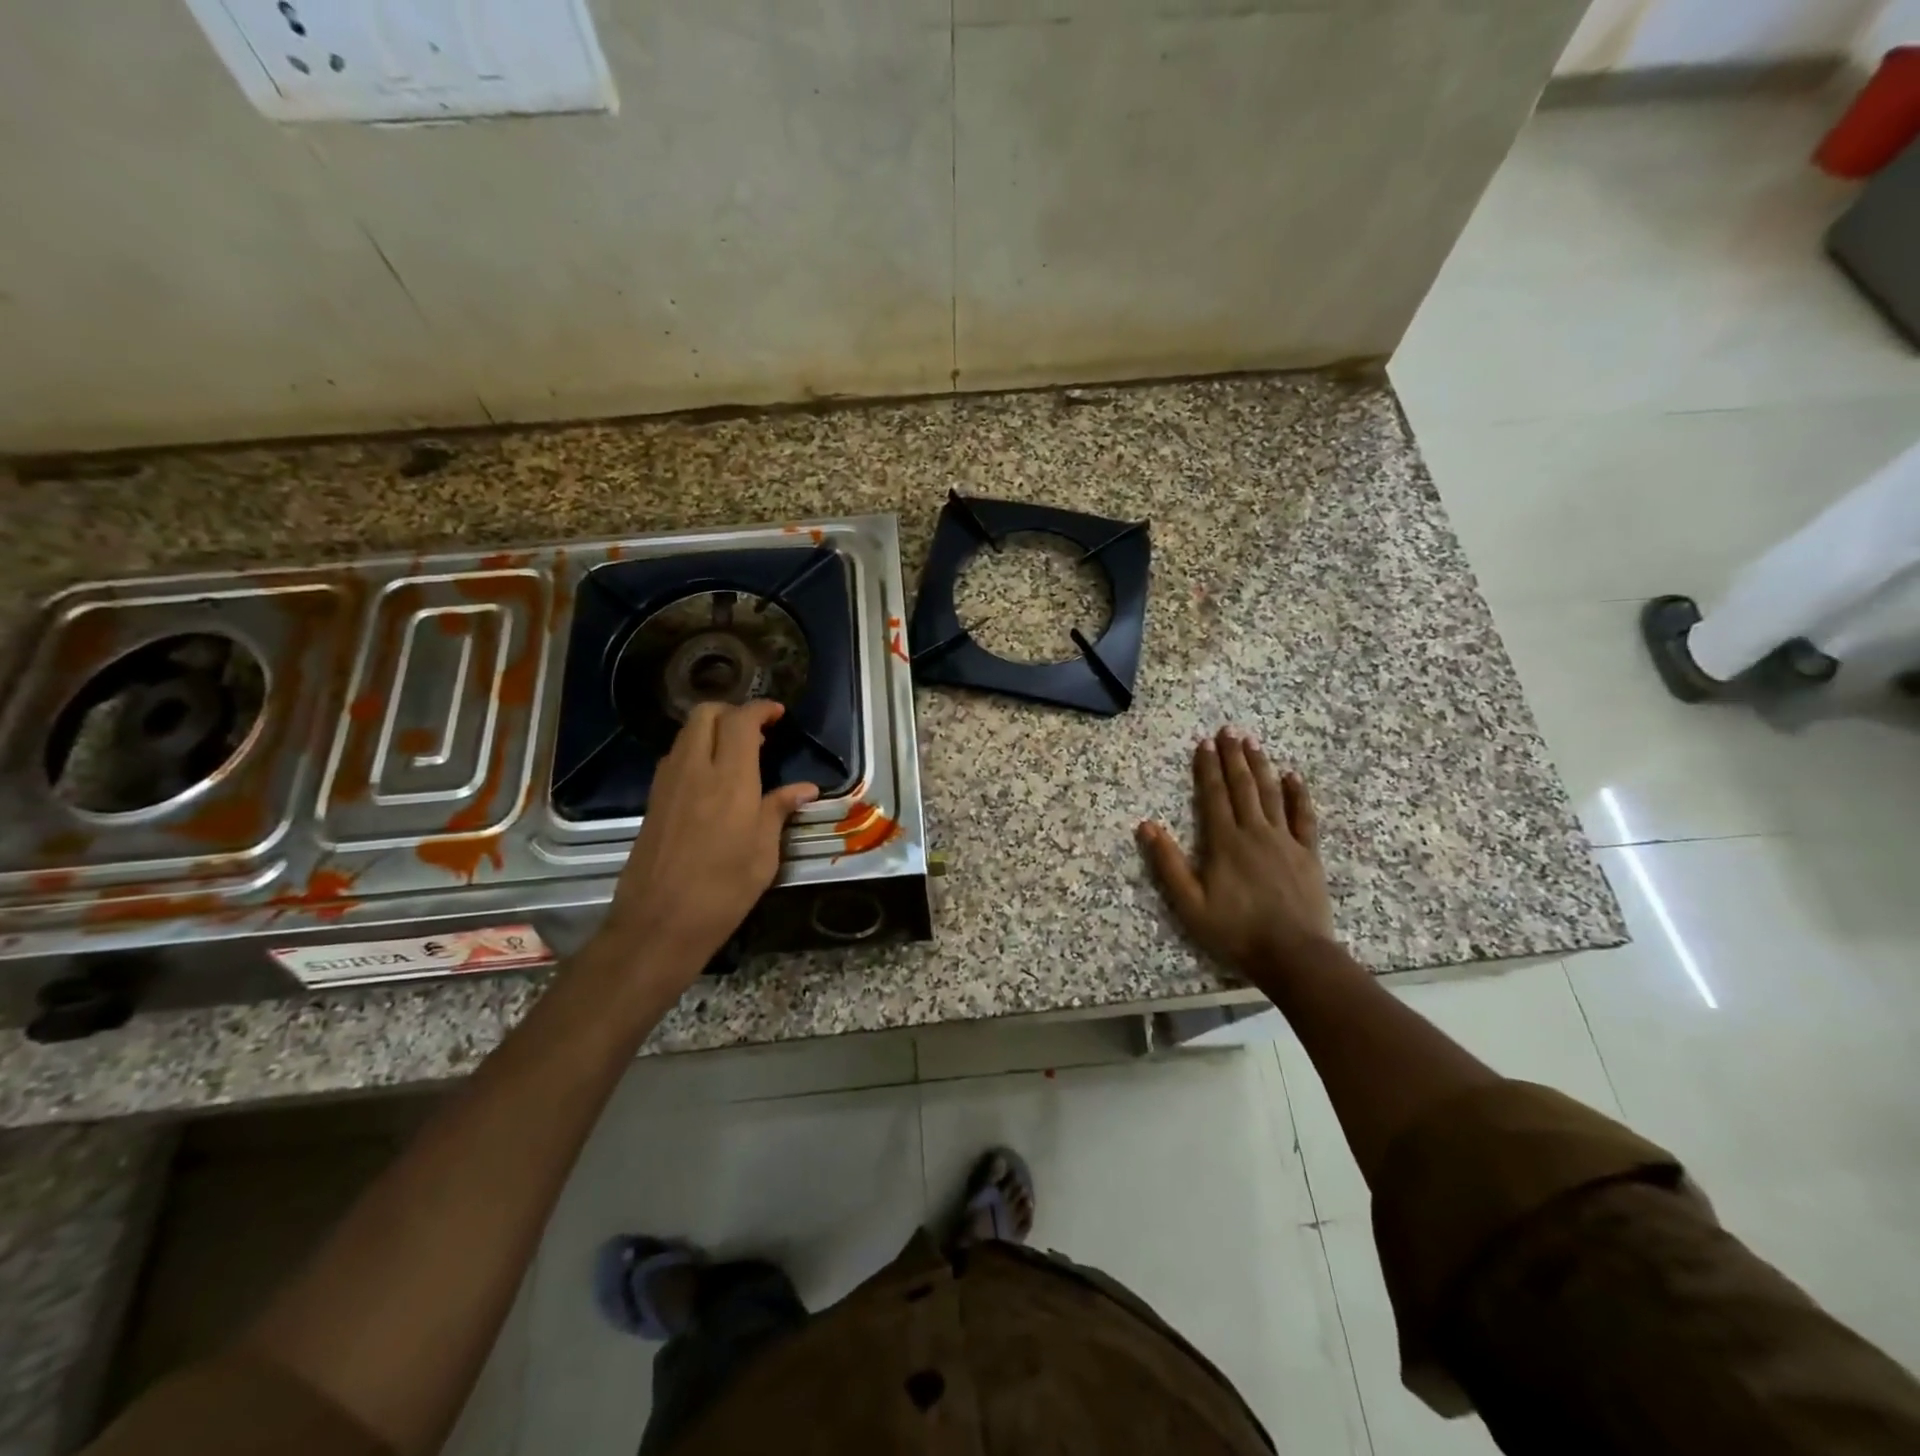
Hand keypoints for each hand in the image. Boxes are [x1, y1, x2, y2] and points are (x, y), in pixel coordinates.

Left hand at [600, 700, 818, 984]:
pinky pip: (675, 758)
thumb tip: (804, 789)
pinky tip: (713, 780)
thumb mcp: (763, 854)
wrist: (658, 925)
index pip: (741, 721)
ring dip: (712, 731)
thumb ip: (779, 811)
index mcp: (730, 780)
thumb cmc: (723, 891)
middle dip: (732, 712)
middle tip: (758, 732)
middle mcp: (695, 771)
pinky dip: (696, 752)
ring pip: (686, 734)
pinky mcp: (653, 801)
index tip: (778, 714)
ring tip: (739, 754)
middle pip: (705, 715)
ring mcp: (668, 784)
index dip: (760, 709)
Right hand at [1136, 727, 1335, 979]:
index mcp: (1224, 842)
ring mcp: (1285, 841)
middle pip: (1243, 786)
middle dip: (1233, 756)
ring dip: (1261, 766)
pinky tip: (1293, 776)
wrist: (1293, 955)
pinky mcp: (1308, 854)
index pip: (1214, 795)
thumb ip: (1168, 863)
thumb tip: (1146, 825)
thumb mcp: (1189, 904)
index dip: (1208, 767)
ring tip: (1253, 742)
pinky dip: (1298, 794)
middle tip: (1229, 729)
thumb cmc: (1235, 931)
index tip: (1205, 743)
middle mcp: (1255, 832)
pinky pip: (1304, 816)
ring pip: (1272, 794)